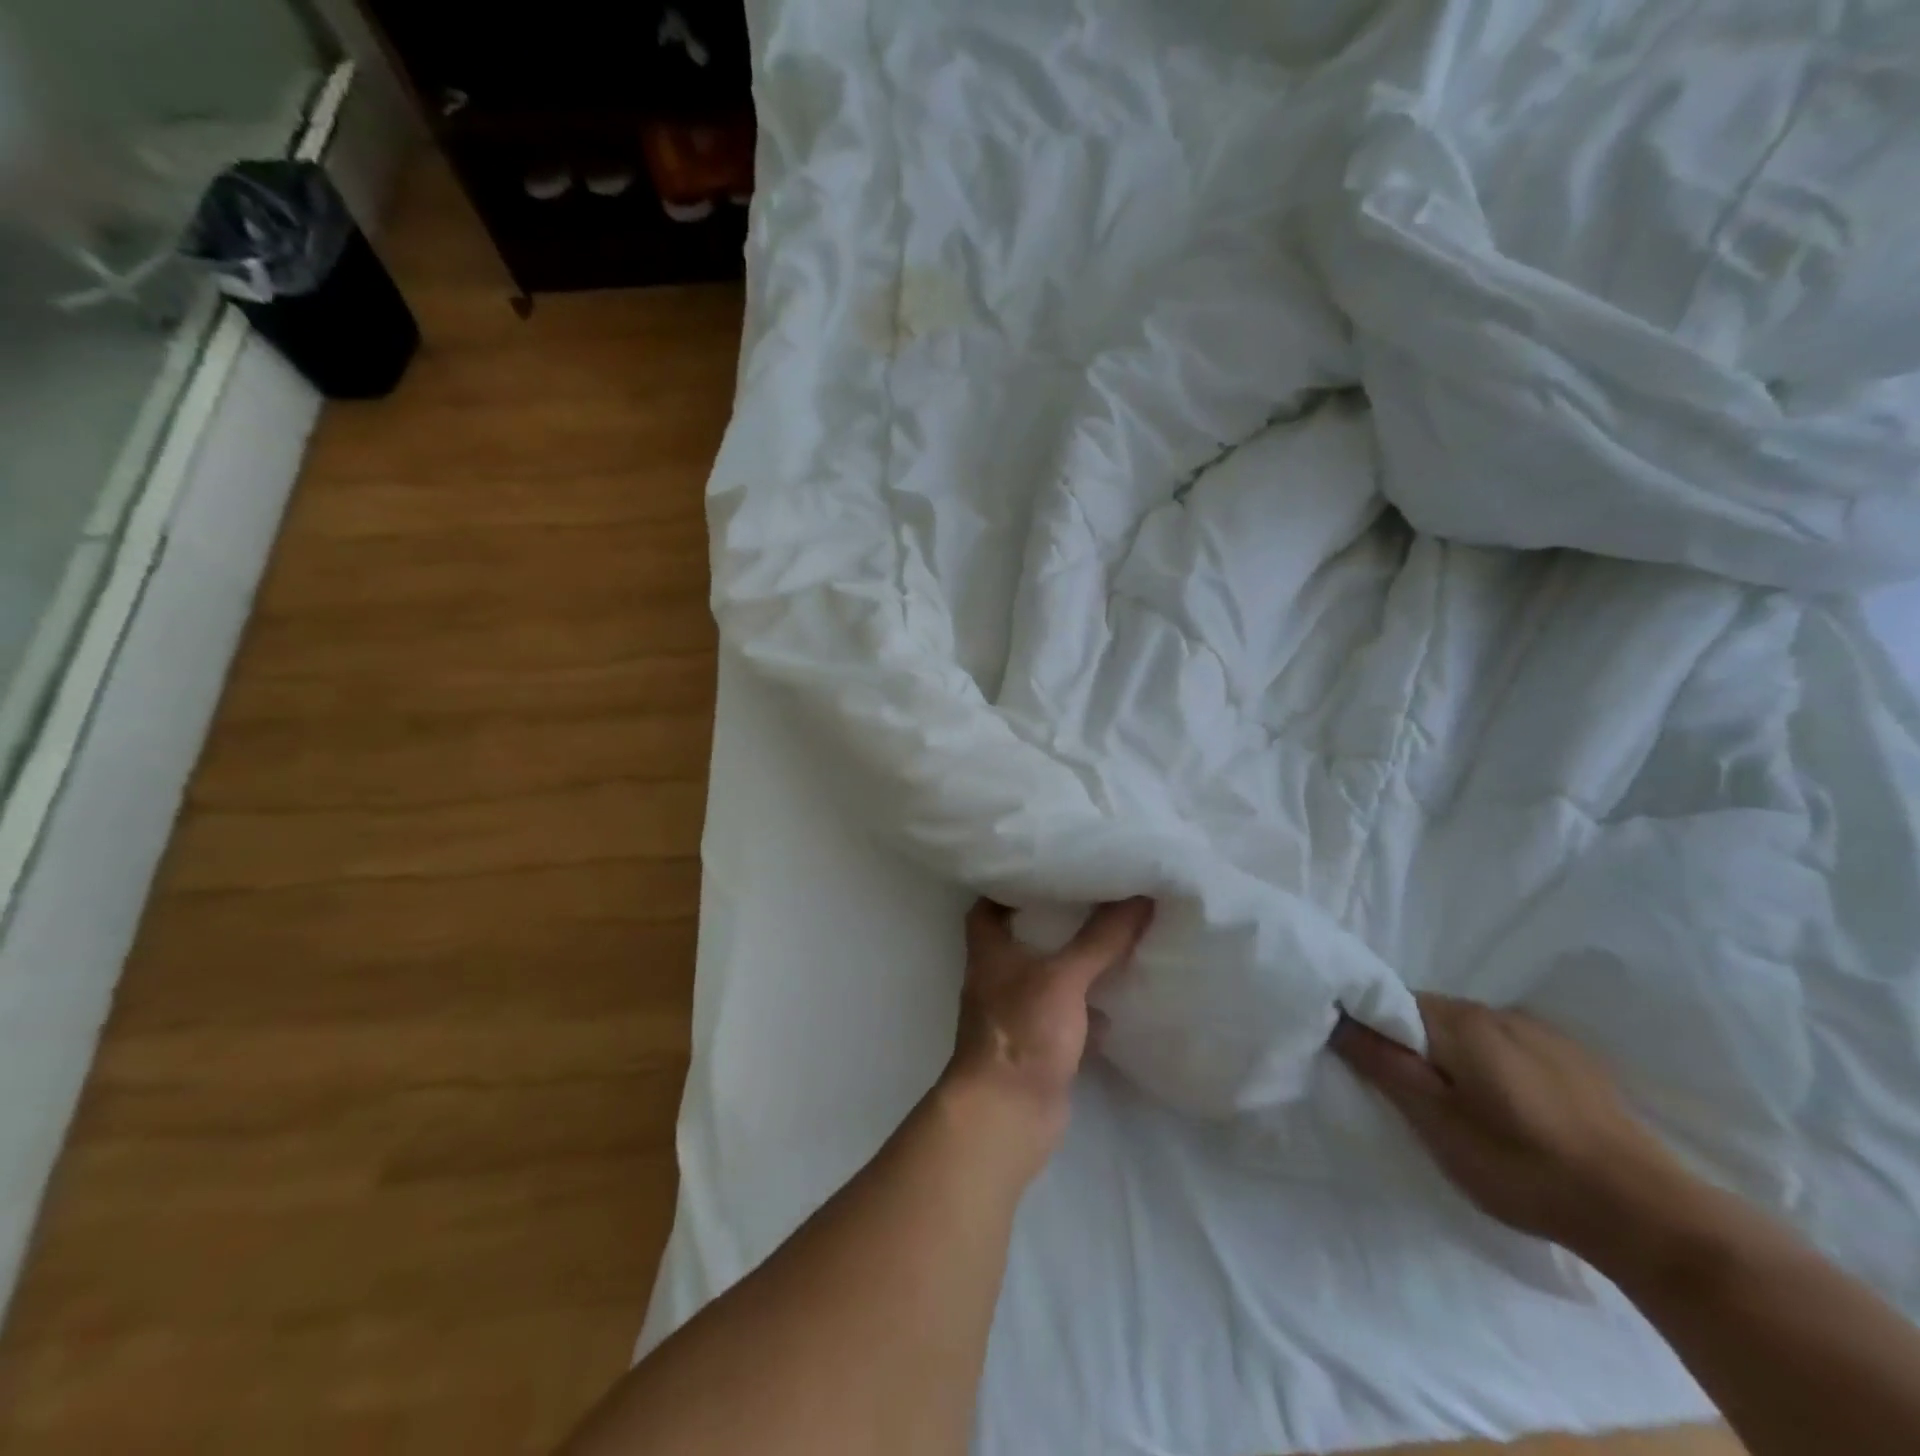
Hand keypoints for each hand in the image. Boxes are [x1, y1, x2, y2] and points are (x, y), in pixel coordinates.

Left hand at [941, 897, 1154, 1173]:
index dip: (1012, 884)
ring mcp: (1018, 1014)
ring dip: (1076, 964)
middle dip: (1056, 922)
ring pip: (1049, 978)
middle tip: (1095, 897)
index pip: (990, 904)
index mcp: (990, 950)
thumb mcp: (1064, 976)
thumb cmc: (1023, 1031)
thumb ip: (1101, 938)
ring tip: (1115, 938)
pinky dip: (1090, 1008)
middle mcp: (998, 977)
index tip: (1049, 867)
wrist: (1007, 1114)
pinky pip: (1067, 1016)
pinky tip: (1120, 998)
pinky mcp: (1038, 1046)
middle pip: (1024, 939)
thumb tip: (1141, 895)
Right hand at [1331, 994, 1697, 1265]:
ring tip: (1465, 1109)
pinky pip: (1507, 1045)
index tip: (1368, 1067)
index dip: (1370, 1028)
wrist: (1646, 1213)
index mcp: (1457, 1020)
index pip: (1388, 1001)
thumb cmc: (1522, 1167)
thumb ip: (1384, 1064)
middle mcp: (1494, 1010)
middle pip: (1427, 1014)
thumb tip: (1336, 1018)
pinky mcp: (1573, 1057)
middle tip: (1415, 1100)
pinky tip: (1512, 1110)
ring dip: (1453, 1056)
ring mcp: (1539, 1031)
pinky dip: (1493, 1065)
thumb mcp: (1436, 1123)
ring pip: (1469, 1031)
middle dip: (1412, 1045)